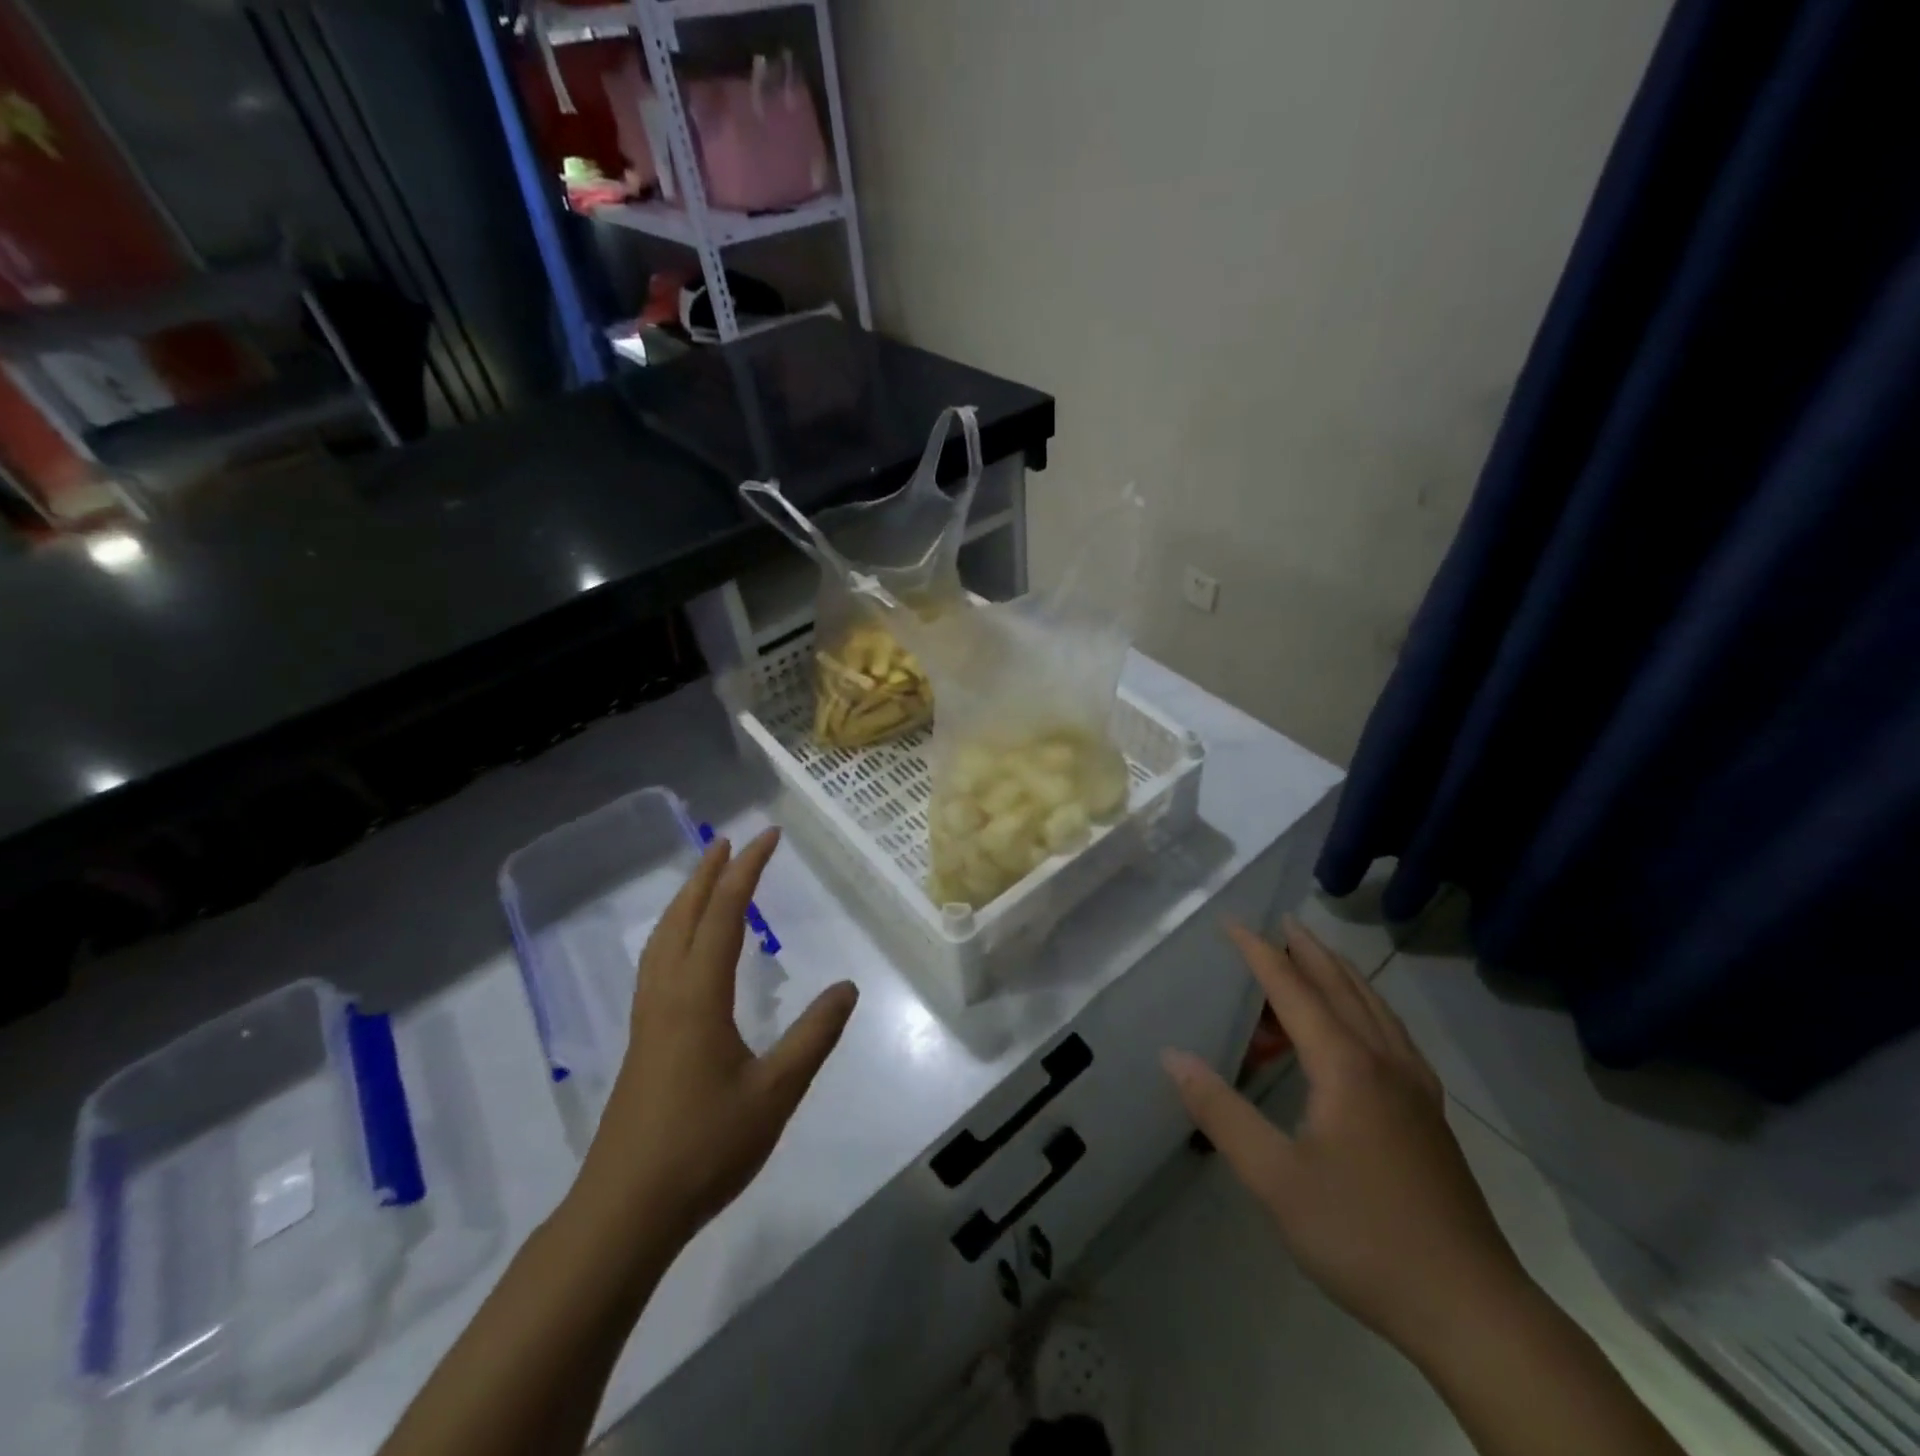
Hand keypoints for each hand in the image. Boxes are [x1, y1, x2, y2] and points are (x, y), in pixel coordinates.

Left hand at [577, 828, 858, 1248]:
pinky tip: (685, 950)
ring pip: (662, 938)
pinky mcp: (643, 1040)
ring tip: (706, 879)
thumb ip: (813, 1036)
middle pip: (683, 915)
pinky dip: (674, 932)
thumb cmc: (705, 1146)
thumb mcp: (775, 1092)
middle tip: (730, 840)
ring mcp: (648, 1018)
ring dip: (685, 899)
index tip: (767, 836)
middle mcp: (667, 994)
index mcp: (698, 996)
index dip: (747, 870)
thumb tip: (848, 987)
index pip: (723, 914)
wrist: (626, 1210)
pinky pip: (657, 962)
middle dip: (707, 873)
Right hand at [1162, 916, 1526, 1362]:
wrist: (1471, 1309)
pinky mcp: (1430, 1116)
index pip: (1294, 989)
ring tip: (1316, 960)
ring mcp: (1415, 1088)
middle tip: (1282, 921)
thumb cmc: (1362, 1236)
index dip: (1260, 952)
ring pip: (1375, 1009)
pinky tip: (1364, 1029)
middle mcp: (1384, 1062)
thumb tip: (1172, 1056)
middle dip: (1308, 951)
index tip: (1232, 921)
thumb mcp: (1274, 1179)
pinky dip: (1369, 1009)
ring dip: (1341, 976)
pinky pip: (1393, 1036)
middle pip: (1342, 987)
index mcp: (1346, 1066)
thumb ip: (1221, 1112)